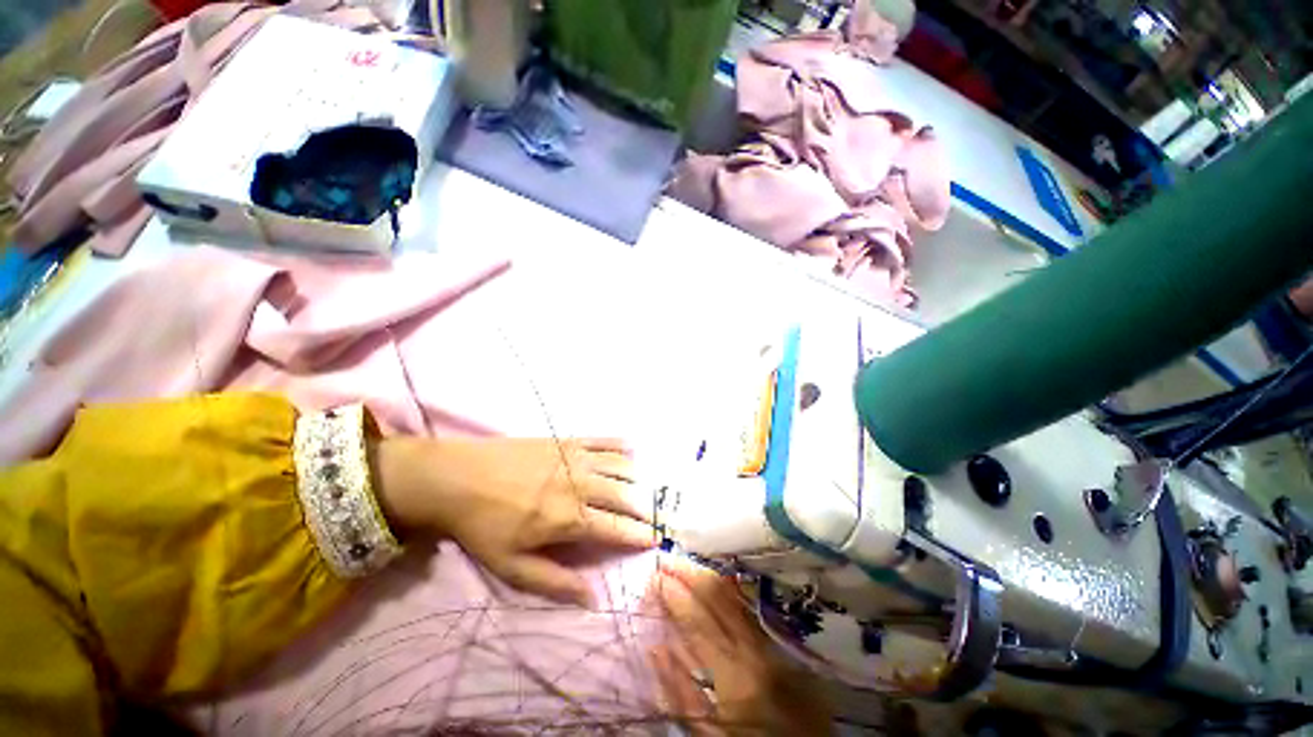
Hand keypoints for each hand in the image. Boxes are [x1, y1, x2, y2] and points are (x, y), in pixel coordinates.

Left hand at [371, 436, 654, 605]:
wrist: (457, 478)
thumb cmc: (483, 525)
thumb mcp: (511, 566)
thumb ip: (554, 582)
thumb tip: (592, 599)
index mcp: (568, 518)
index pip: (615, 527)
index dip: (638, 534)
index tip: (656, 538)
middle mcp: (580, 484)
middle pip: (625, 495)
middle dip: (646, 506)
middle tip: (658, 513)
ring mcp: (575, 458)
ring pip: (620, 465)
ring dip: (638, 477)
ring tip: (648, 486)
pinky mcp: (566, 440)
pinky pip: (603, 440)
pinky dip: (621, 445)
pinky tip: (632, 449)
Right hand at [647, 557, 832, 735]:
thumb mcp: (709, 734)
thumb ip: (680, 693)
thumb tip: (656, 647)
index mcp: (734, 673)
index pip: (696, 619)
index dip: (673, 593)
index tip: (653, 576)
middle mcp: (754, 647)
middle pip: (717, 596)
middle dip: (688, 573)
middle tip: (666, 558)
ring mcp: (770, 641)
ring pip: (735, 596)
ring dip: (706, 576)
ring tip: (683, 563)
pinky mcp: (779, 642)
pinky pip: (747, 607)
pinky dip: (726, 590)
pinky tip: (713, 581)